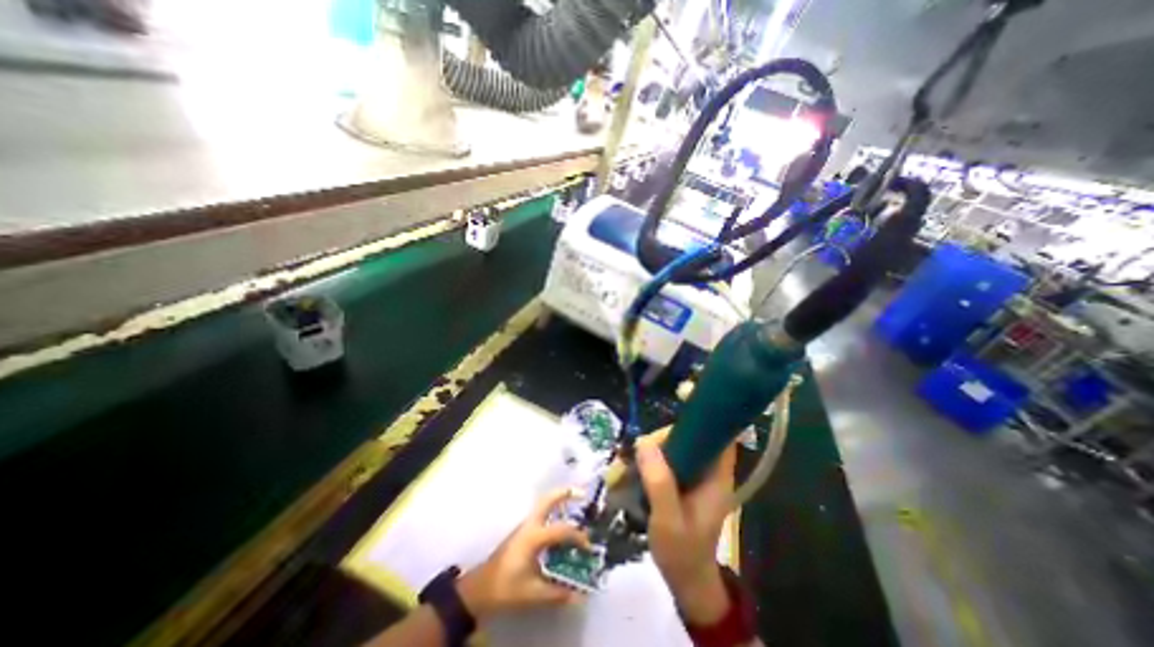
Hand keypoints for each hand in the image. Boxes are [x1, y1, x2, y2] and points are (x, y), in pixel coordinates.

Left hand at [455, 491, 589, 620]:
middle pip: (547, 500)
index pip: (561, 530)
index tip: (589, 547)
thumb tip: (579, 594)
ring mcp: (525, 526)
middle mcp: (530, 525)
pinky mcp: (523, 531)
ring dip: (559, 499)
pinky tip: (562, 521)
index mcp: (533, 537)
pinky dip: (554, 510)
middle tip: (582, 492)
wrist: (480, 588)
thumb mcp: (532, 593)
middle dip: (565, 493)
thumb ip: (557, 593)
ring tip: (575, 499)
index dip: (578, 537)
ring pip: (544, 504)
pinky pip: (542, 513)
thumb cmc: (506, 588)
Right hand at [635, 438, 733, 624]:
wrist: (684, 579)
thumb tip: (643, 442)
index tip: (668, 423)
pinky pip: (660, 459)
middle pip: (685, 436)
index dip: (698, 422)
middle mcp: (705, 469)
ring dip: (645, 453)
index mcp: (716, 477)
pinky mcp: (678, 479)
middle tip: (633, 456)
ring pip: (669, 446)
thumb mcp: (669, 521)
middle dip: (657, 441)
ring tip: (622, 469)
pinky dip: (643, 462)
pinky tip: (626, 474)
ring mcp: (691, 474)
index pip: (717, 436)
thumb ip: (659, 483)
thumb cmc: (682, 553)